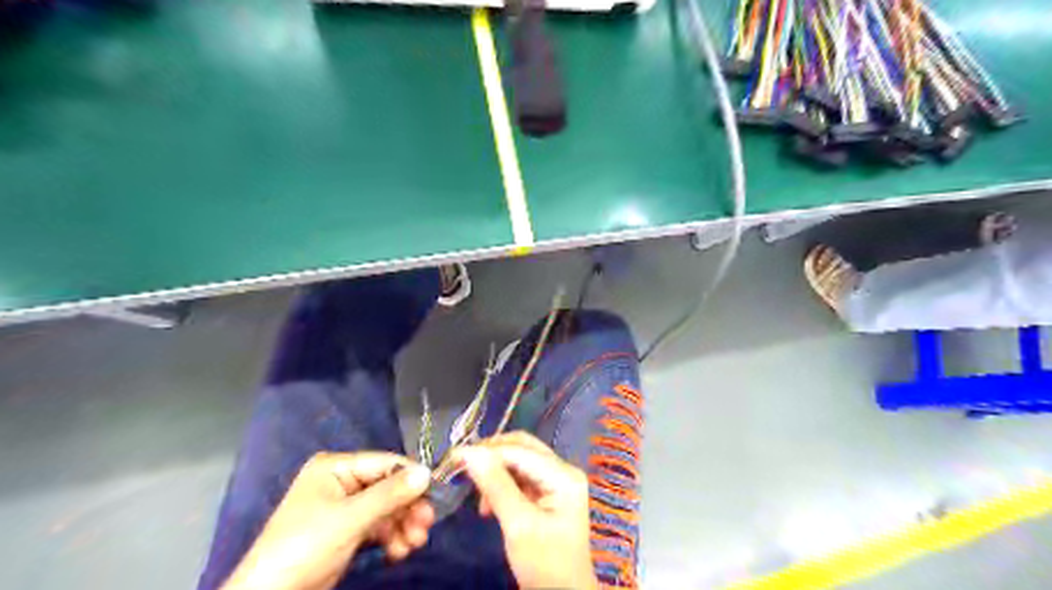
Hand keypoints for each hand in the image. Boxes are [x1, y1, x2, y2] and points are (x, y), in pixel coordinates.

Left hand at [221, 451, 434, 588]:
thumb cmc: (304, 548)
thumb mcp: (350, 519)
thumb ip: (390, 494)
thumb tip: (427, 473)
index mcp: (336, 467)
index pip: (385, 463)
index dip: (411, 477)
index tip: (436, 494)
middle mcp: (342, 482)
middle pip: (388, 488)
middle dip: (408, 508)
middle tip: (426, 525)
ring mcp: (344, 508)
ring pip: (387, 509)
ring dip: (403, 526)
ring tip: (413, 544)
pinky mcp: (346, 531)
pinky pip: (378, 527)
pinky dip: (392, 538)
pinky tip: (400, 552)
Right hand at [454, 428, 594, 588]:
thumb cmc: (544, 565)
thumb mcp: (518, 525)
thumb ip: (496, 485)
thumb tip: (469, 451)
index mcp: (563, 475)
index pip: (520, 451)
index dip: (486, 450)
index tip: (454, 457)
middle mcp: (563, 470)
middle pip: (522, 448)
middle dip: (491, 456)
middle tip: (463, 468)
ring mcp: (558, 480)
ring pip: (519, 460)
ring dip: (495, 472)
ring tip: (480, 499)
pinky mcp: (549, 492)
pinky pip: (521, 476)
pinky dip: (502, 484)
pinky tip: (490, 505)